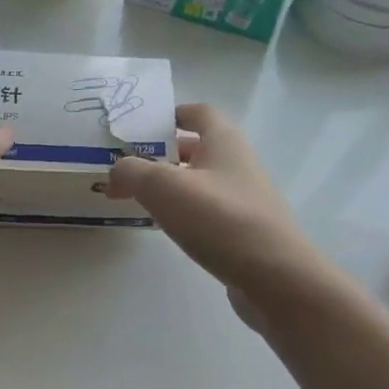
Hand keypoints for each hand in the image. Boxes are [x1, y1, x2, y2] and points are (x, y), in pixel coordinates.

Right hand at [106, 104, 314, 298]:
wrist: (272, 275)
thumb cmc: (218, 218)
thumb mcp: (162, 187)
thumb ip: (132, 172)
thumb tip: (116, 172)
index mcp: (224, 141)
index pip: (199, 113)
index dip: (172, 114)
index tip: (142, 127)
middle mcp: (238, 163)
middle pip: (198, 149)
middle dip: (164, 154)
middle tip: (130, 168)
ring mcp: (244, 198)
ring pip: (202, 182)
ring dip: (172, 187)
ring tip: (140, 199)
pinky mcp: (244, 231)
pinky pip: (208, 212)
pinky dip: (185, 213)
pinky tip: (167, 229)